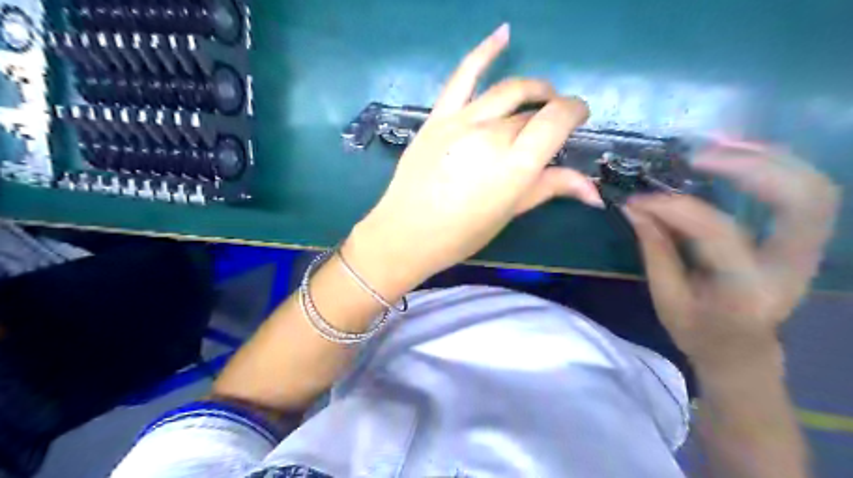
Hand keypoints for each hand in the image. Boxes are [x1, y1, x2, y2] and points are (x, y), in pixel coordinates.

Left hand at [345, 24, 598, 290]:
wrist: (406, 233)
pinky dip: (485, 51)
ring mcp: (461, 121)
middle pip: (531, 111)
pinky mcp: (438, 117)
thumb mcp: (509, 212)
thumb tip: (595, 192)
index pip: (556, 120)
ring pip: (507, 91)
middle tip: (553, 124)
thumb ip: (551, 188)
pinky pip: (463, 75)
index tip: (579, 117)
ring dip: (532, 88)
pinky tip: (503, 34)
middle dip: (549, 113)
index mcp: (514, 165)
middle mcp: (491, 135)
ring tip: (540, 95)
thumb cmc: (462, 233)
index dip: (575, 112)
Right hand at [625, 145, 841, 369]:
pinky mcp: (804, 241)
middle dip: (750, 166)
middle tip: (698, 156)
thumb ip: (655, 249)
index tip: (640, 198)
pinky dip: (777, 166)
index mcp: (747, 290)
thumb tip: (635, 205)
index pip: (717, 233)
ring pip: (814, 188)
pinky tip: (741, 155)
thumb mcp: (666, 298)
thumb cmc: (698, 330)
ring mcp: (807, 252)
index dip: (675, 208)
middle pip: (800, 200)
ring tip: (720, 144)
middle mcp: (791, 267)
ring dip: (770, 158)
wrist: (742, 351)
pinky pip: (806, 192)